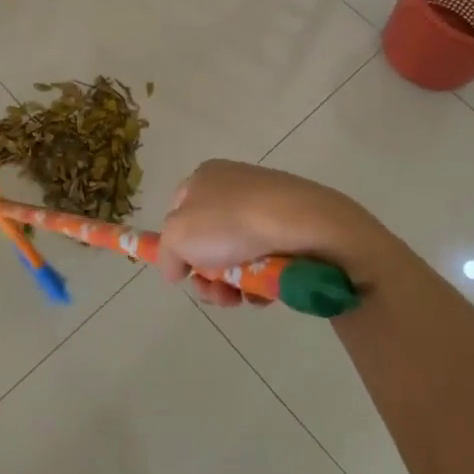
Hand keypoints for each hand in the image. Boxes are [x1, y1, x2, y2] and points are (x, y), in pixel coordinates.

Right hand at [160, 160, 391, 307]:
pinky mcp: (294, 228)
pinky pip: (266, 260)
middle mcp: (235, 185)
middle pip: (208, 239)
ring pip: (236, 254)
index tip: (182, 272)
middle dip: (207, 274)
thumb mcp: (178, 236)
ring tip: (242, 298)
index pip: (178, 209)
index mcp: (205, 176)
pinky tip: (266, 292)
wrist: (307, 225)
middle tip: (215, 292)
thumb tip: (174, 267)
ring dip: (232, 284)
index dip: (175, 242)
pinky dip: (261, 280)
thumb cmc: (232, 223)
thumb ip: (166, 252)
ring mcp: (267, 206)